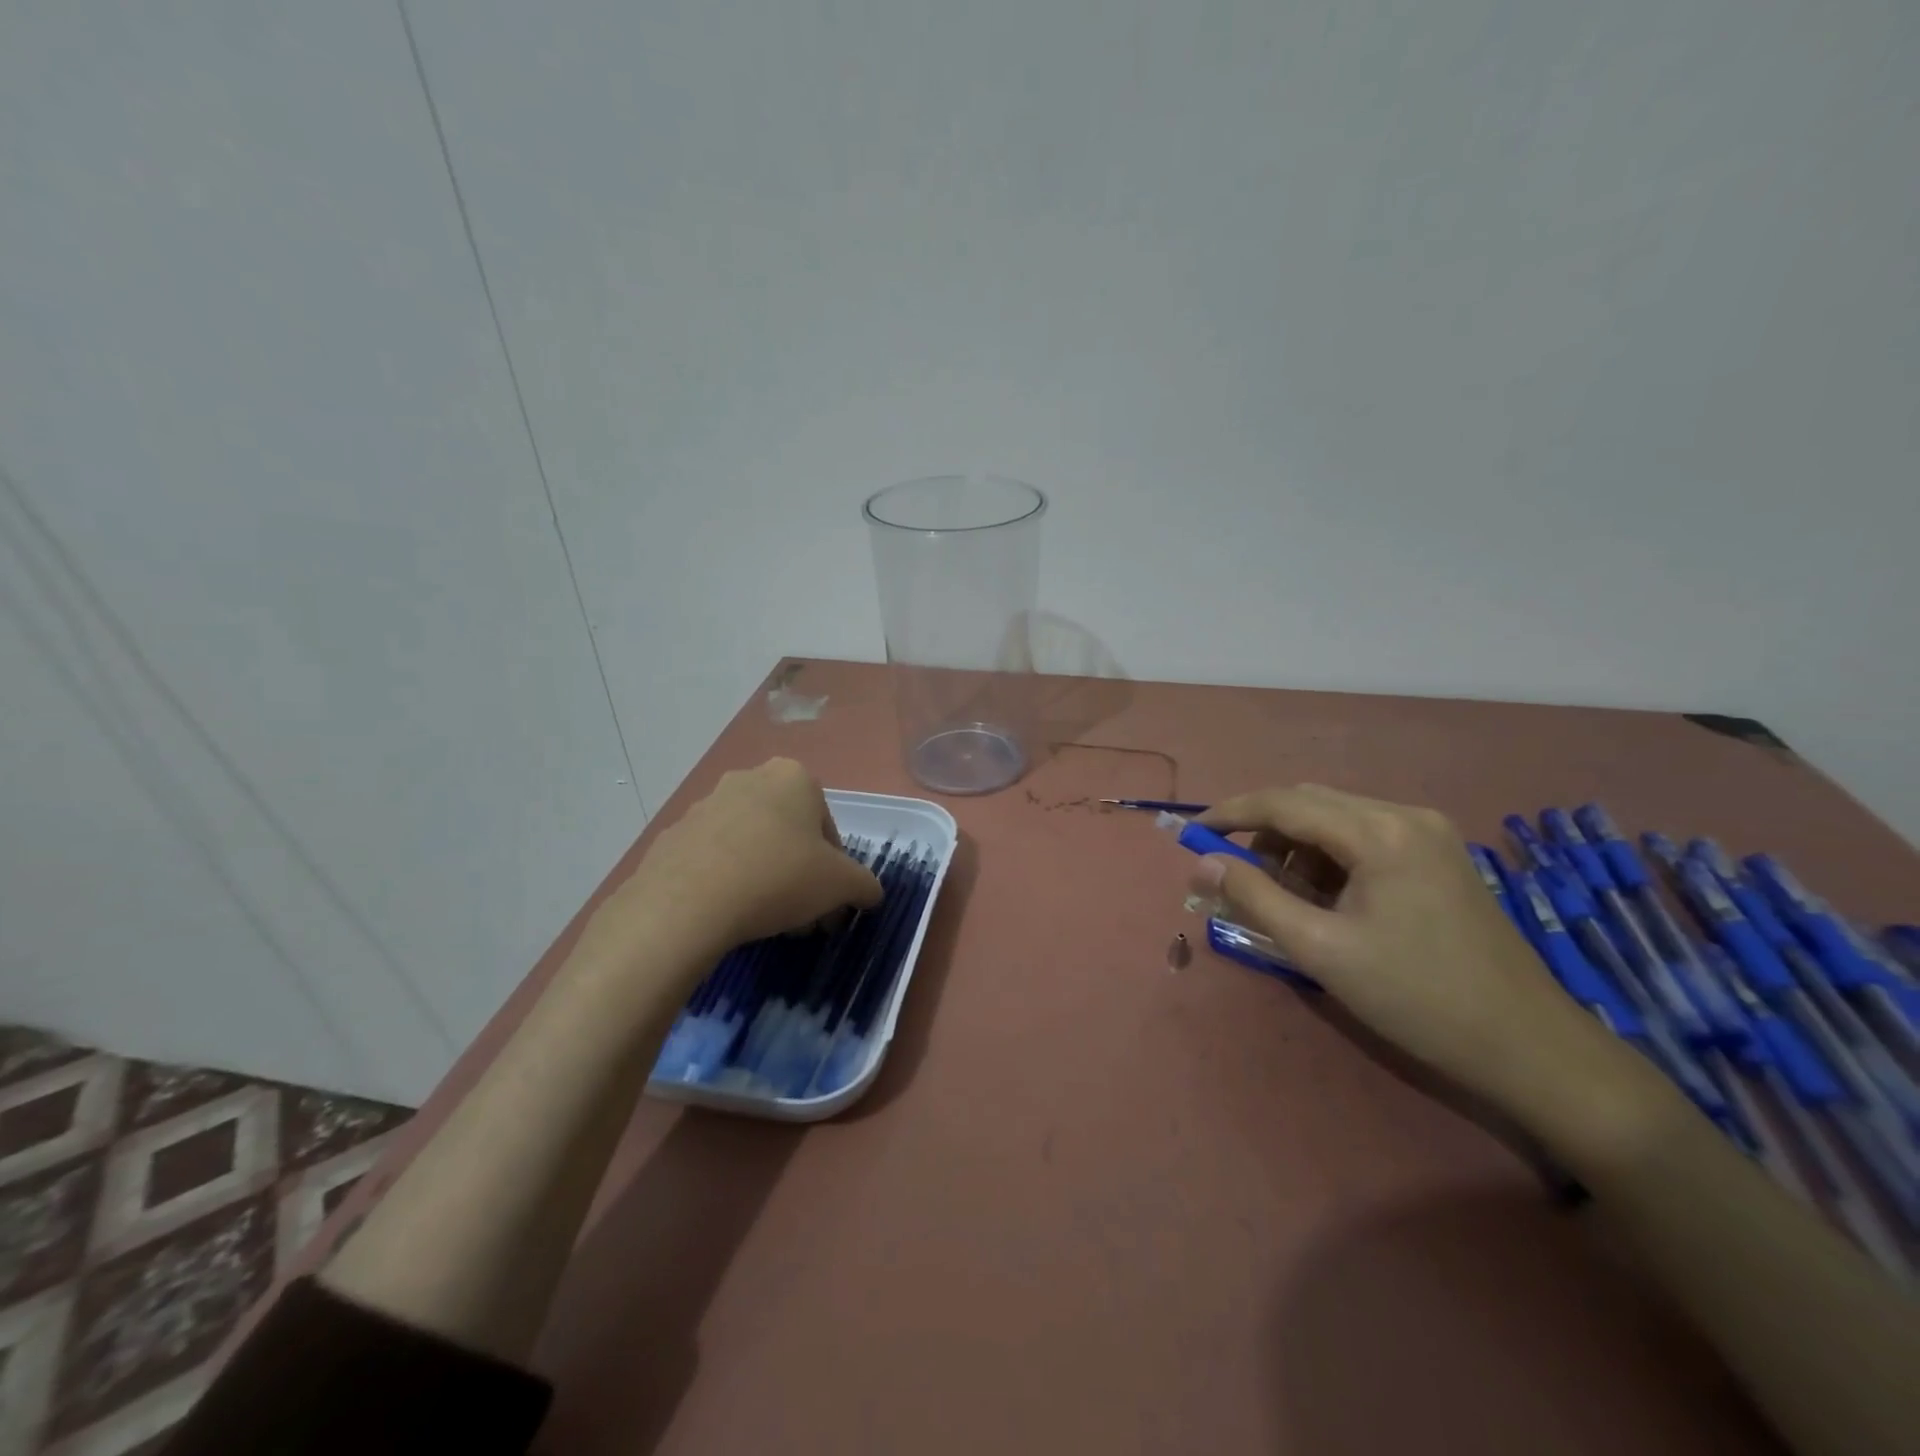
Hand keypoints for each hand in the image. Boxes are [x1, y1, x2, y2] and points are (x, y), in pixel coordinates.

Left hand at [579, 759, 882, 974]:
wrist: (687, 902)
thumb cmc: (779, 878)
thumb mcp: (842, 885)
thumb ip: (864, 885)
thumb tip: (870, 893)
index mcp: (794, 777)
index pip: (827, 827)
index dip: (834, 869)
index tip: (827, 901)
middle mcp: (749, 779)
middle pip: (788, 833)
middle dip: (798, 872)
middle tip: (800, 915)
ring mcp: (706, 804)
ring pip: (751, 844)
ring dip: (764, 876)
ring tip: (764, 921)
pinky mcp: (673, 834)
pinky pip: (713, 858)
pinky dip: (725, 881)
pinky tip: (727, 914)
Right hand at [1193, 784, 1612, 1110]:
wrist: (1528, 1045)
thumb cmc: (1416, 997)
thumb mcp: (1320, 950)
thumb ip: (1254, 898)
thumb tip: (1202, 862)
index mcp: (1380, 831)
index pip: (1285, 802)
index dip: (1231, 813)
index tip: (1192, 833)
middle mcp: (1405, 815)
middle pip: (1310, 803)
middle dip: (1263, 832)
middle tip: (1231, 873)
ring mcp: (1428, 833)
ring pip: (1336, 819)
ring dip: (1295, 848)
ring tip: (1281, 898)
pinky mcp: (1439, 855)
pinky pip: (1363, 838)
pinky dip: (1329, 859)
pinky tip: (1324, 900)